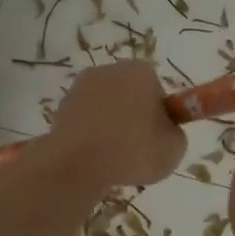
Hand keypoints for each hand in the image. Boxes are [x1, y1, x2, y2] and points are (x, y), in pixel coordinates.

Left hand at [49, 60, 186, 188]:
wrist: (77, 164)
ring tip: (113, 158)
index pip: (156, 88)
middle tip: (137, 148)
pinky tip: (93, 157)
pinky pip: (85, 121)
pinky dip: (90, 135)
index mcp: (139, 71)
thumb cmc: (133, 150)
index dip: (159, 113)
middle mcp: (108, 71)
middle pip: (129, 94)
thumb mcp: (174, 148)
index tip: (156, 136)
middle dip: (133, 116)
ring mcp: (80, 88)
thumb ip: (174, 133)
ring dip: (110, 126)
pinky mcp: (60, 108)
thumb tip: (164, 132)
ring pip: (105, 108)